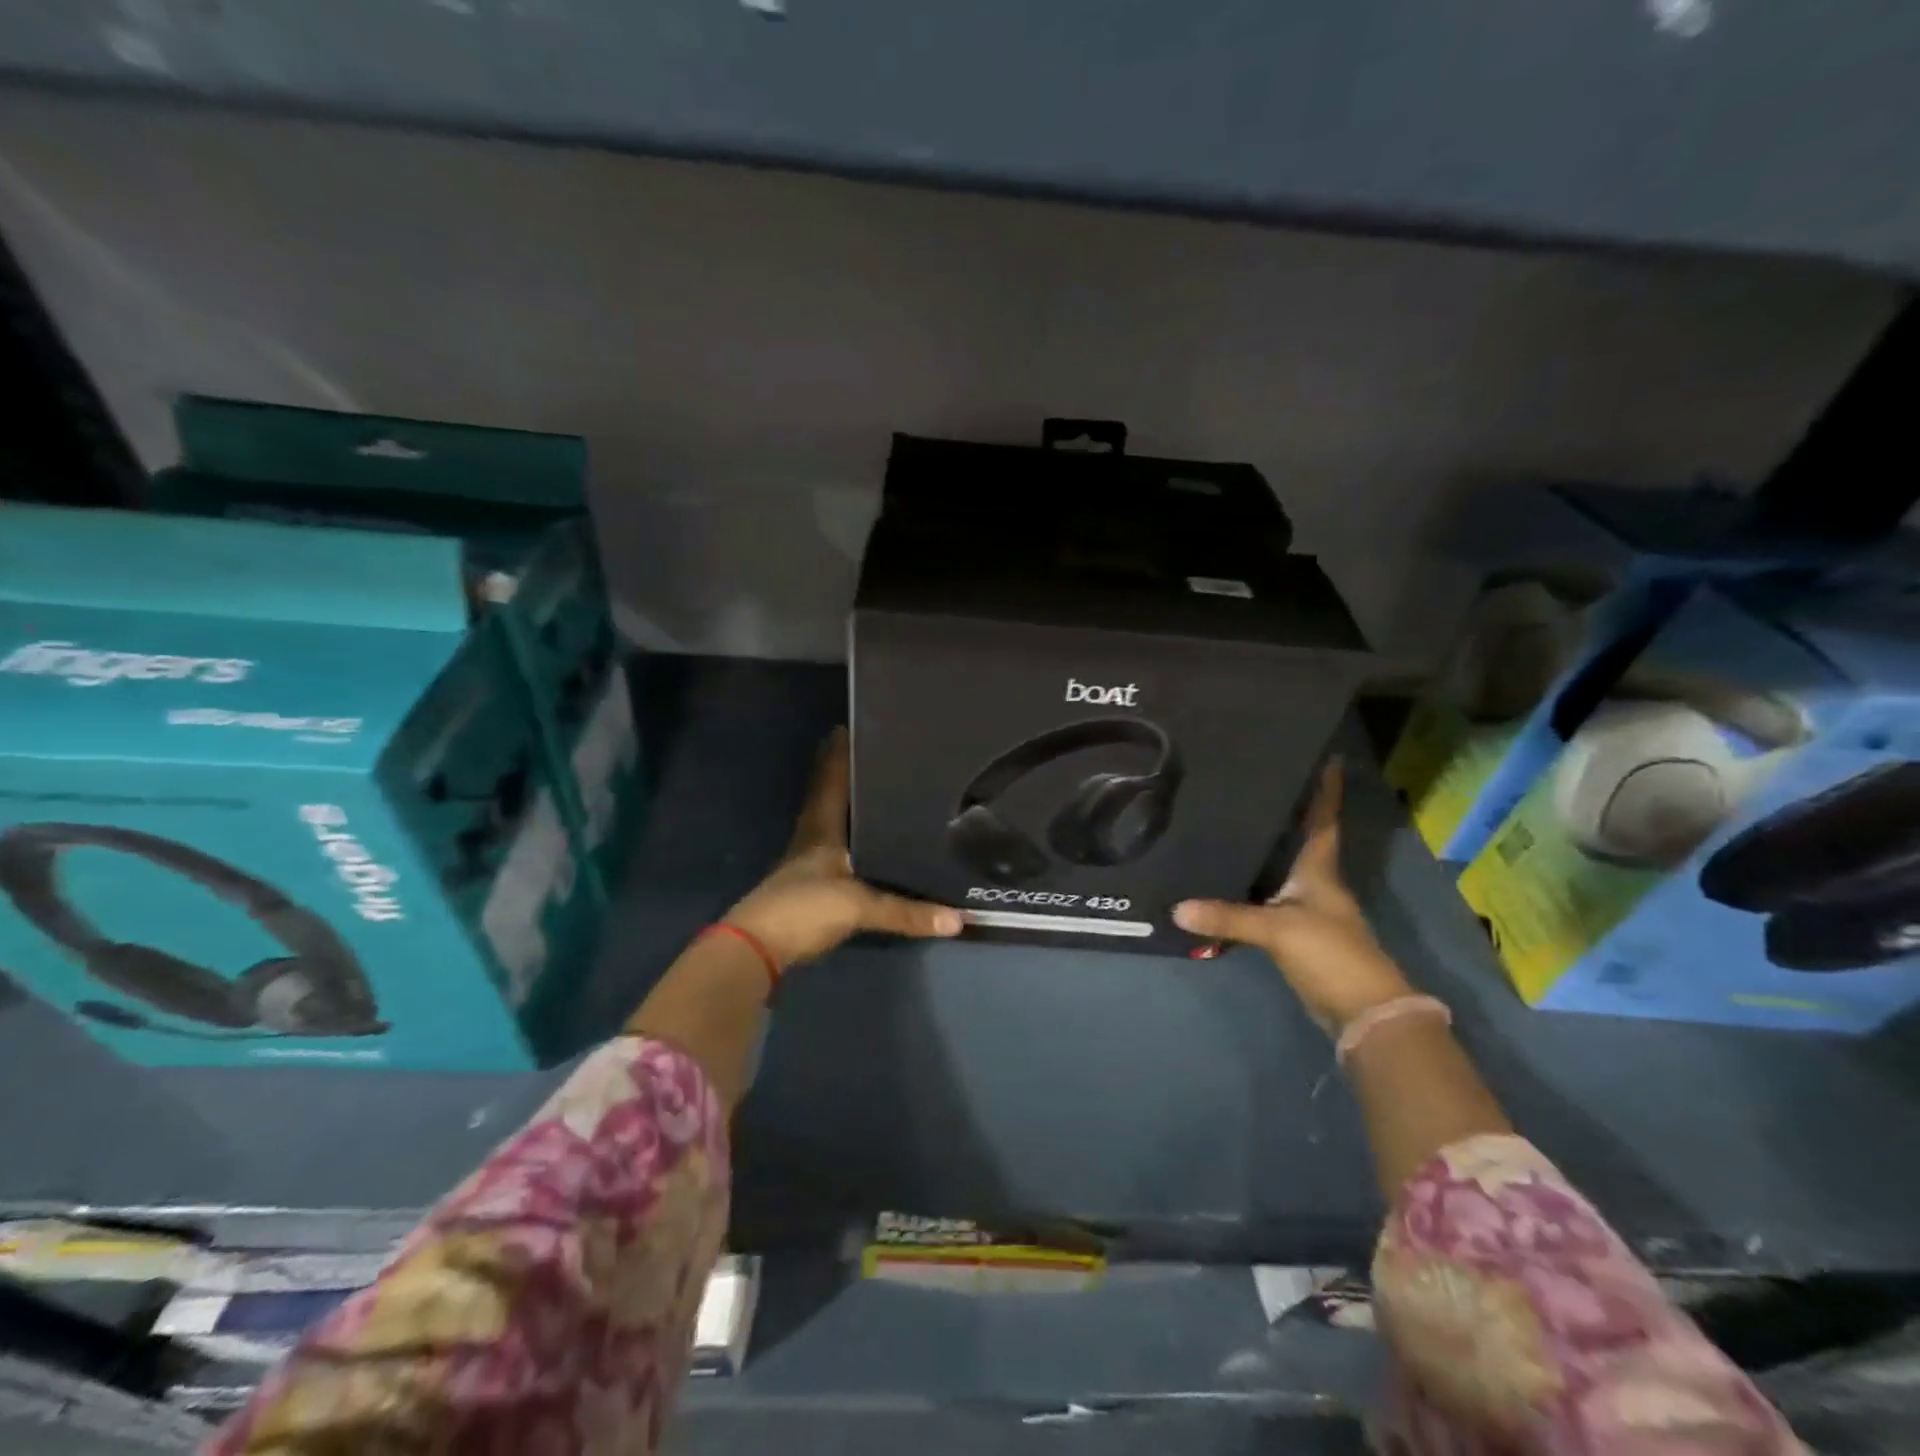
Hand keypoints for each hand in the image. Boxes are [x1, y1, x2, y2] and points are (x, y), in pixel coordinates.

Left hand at [723, 728, 962, 967]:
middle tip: (865, 753)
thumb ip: (906, 912)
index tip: (847, 728)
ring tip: (869, 789)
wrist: (758, 948)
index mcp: (820, 828)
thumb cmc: (805, 909)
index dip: (837, 755)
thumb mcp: (859, 906)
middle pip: (825, 796)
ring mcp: (806, 862)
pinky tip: (861, 842)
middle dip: (840, 774)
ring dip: (842, 804)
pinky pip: (832, 849)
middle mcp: (811, 837)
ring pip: (827, 822)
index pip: (831, 781)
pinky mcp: (808, 885)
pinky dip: (846, 838)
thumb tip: (959, 918)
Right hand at [1174, 759, 1411, 1028]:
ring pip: (1283, 870)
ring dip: (1267, 850)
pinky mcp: (1296, 936)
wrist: (1362, 1011)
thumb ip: (1228, 917)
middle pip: (1302, 841)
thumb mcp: (1277, 930)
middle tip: (1258, 784)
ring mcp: (1308, 912)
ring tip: (1234, 823)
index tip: (1329, 759)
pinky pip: (1270, 901)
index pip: (1324, 823)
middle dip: (1288, 814)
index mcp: (1320, 872)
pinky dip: (1252, 887)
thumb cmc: (1330, 954)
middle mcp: (1316, 885)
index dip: (1326, 792)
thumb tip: (1176, 908)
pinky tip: (1229, 879)